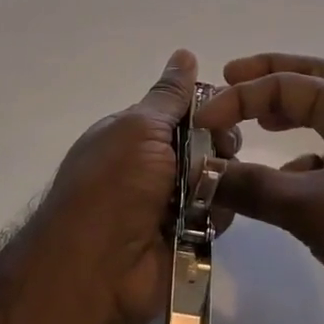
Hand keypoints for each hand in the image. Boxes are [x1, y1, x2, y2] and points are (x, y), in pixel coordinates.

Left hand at [37, 50, 238, 323]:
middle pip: (208, 142)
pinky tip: (206, 218)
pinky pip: (221, 212)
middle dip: (218, 144)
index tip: (226, 108)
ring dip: (219, 180)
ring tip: (206, 191)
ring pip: (220, 177)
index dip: (207, 108)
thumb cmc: (113, 185)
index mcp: (134, 134)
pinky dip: (218, 212)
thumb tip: (184, 54)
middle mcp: (154, 165)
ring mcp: (172, 202)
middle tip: (214, 153)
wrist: (97, 269)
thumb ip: (168, 96)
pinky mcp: (189, 235)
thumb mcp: (138, 129)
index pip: (183, 110)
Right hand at [198, 53, 323, 323]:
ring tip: (252, 130)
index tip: (203, 120)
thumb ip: (252, 188)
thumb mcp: (311, 207)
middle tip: (229, 77)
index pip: (287, 84)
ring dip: (285, 121)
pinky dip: (297, 168)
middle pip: (311, 83)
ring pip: (320, 125)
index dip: (240, 97)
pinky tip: (280, 193)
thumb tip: (202, 177)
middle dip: (268, 79)